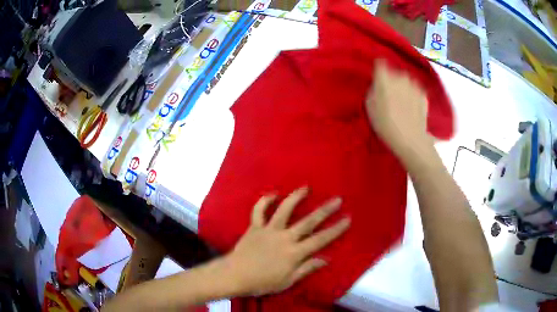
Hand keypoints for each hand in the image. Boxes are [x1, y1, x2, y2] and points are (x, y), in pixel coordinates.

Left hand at [222, 187, 349, 295]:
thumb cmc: (262, 282)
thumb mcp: (287, 281)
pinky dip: (264, 201)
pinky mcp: (254, 227)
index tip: (347, 219)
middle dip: (324, 210)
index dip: (335, 229)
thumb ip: (306, 269)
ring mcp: (268, 230)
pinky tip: (273, 194)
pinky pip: (258, 211)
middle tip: (336, 199)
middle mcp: (284, 238)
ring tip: (306, 188)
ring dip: (295, 197)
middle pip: (308, 222)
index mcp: (294, 253)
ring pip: (284, 210)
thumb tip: (325, 259)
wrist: (235, 276)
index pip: (320, 240)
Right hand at [366, 60, 433, 159]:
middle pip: (394, 72)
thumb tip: (378, 85)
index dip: (378, 69)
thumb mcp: (370, 107)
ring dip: (403, 87)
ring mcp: (414, 84)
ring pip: (406, 81)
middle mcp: (400, 76)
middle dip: (392, 80)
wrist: (411, 140)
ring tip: (402, 103)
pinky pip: (415, 90)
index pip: (380, 63)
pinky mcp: (424, 94)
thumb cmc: (386, 124)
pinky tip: (411, 108)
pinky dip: (413, 95)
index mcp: (385, 78)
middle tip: (390, 95)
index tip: (378, 78)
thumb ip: (373, 90)